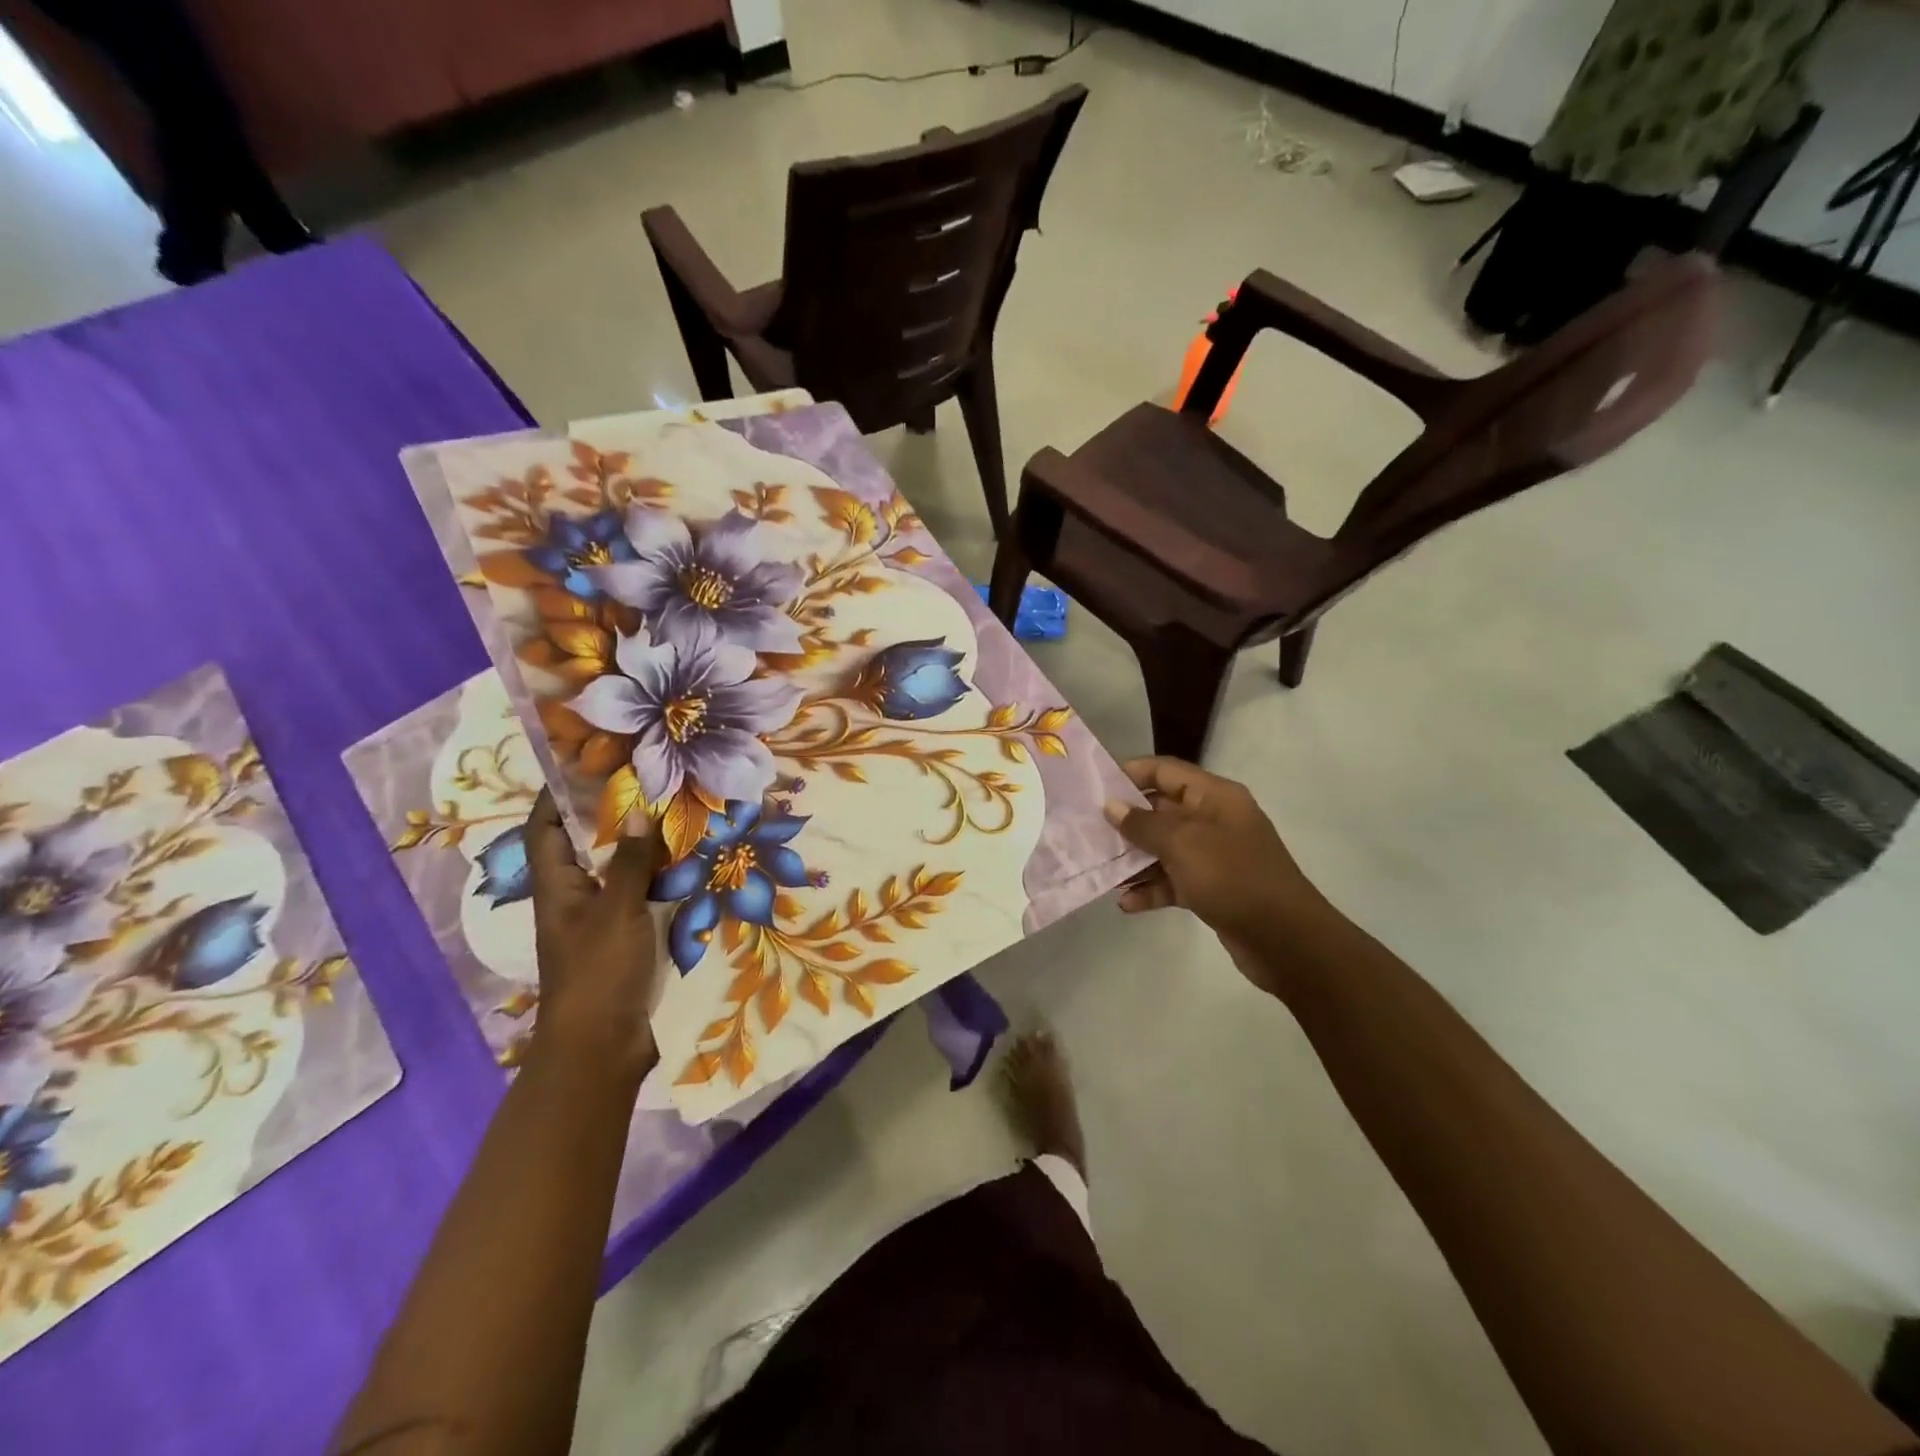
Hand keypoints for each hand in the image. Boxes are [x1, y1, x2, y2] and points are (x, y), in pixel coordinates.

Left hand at [524, 789, 666, 1073]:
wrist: (604, 1046)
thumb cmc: (598, 972)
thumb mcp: (616, 911)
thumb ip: (627, 862)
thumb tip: (635, 810)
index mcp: (557, 888)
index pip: (546, 829)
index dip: (556, 795)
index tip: (583, 761)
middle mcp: (577, 897)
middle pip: (588, 846)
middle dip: (614, 815)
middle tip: (650, 782)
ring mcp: (605, 919)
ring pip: (622, 870)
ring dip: (645, 846)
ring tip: (678, 813)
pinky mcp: (631, 938)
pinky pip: (646, 895)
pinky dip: (664, 877)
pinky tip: (694, 864)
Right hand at [1104, 757, 1328, 990]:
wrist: (1286, 941)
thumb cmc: (1234, 878)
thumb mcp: (1184, 844)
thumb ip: (1144, 824)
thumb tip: (1112, 807)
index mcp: (1215, 797)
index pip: (1166, 771)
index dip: (1130, 773)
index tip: (1094, 786)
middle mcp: (1213, 820)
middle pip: (1160, 810)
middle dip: (1124, 820)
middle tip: (1085, 830)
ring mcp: (1213, 856)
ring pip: (1162, 848)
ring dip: (1133, 859)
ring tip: (1099, 868)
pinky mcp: (1210, 889)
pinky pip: (1172, 881)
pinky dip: (1151, 889)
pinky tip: (1126, 903)